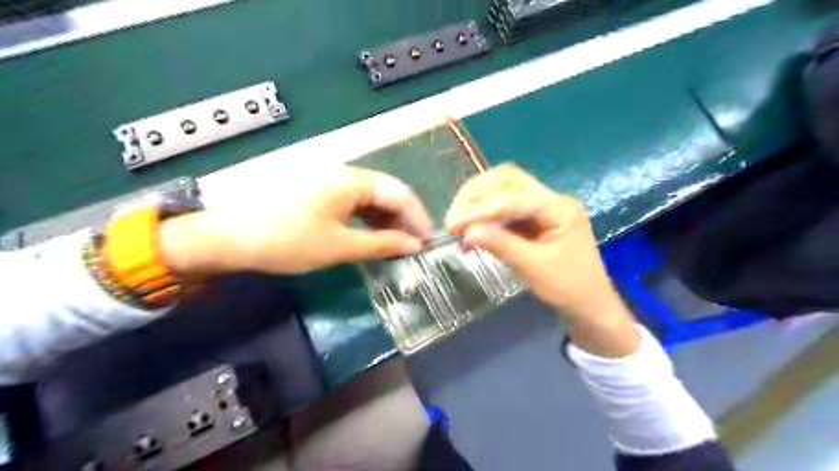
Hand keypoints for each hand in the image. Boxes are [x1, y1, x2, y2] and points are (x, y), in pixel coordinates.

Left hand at [158, 168, 431, 273]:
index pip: (399, 193)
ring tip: (396, 246)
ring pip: (371, 199)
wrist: (229, 237)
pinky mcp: (320, 193)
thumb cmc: (288, 240)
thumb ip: (382, 244)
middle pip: (387, 193)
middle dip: (404, 220)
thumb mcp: (339, 246)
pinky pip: (354, 203)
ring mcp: (331, 182)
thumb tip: (414, 245)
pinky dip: (368, 221)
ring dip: (387, 221)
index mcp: (353, 180)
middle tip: (413, 247)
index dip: (417, 218)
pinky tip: (371, 237)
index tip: (428, 242)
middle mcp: (345, 174)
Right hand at [446, 164, 635, 354]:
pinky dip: (485, 214)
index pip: (514, 196)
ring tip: (457, 222)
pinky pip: (504, 207)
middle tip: (453, 217)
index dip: (481, 208)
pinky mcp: (533, 218)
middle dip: (476, 195)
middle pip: (509, 180)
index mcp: (560, 208)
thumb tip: (467, 231)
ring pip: (504, 189)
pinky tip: (471, 226)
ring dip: (478, 201)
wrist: (589, 305)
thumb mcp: (534, 268)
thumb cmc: (568, 288)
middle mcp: (551, 199)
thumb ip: (501, 245)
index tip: (454, 224)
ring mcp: (543, 207)